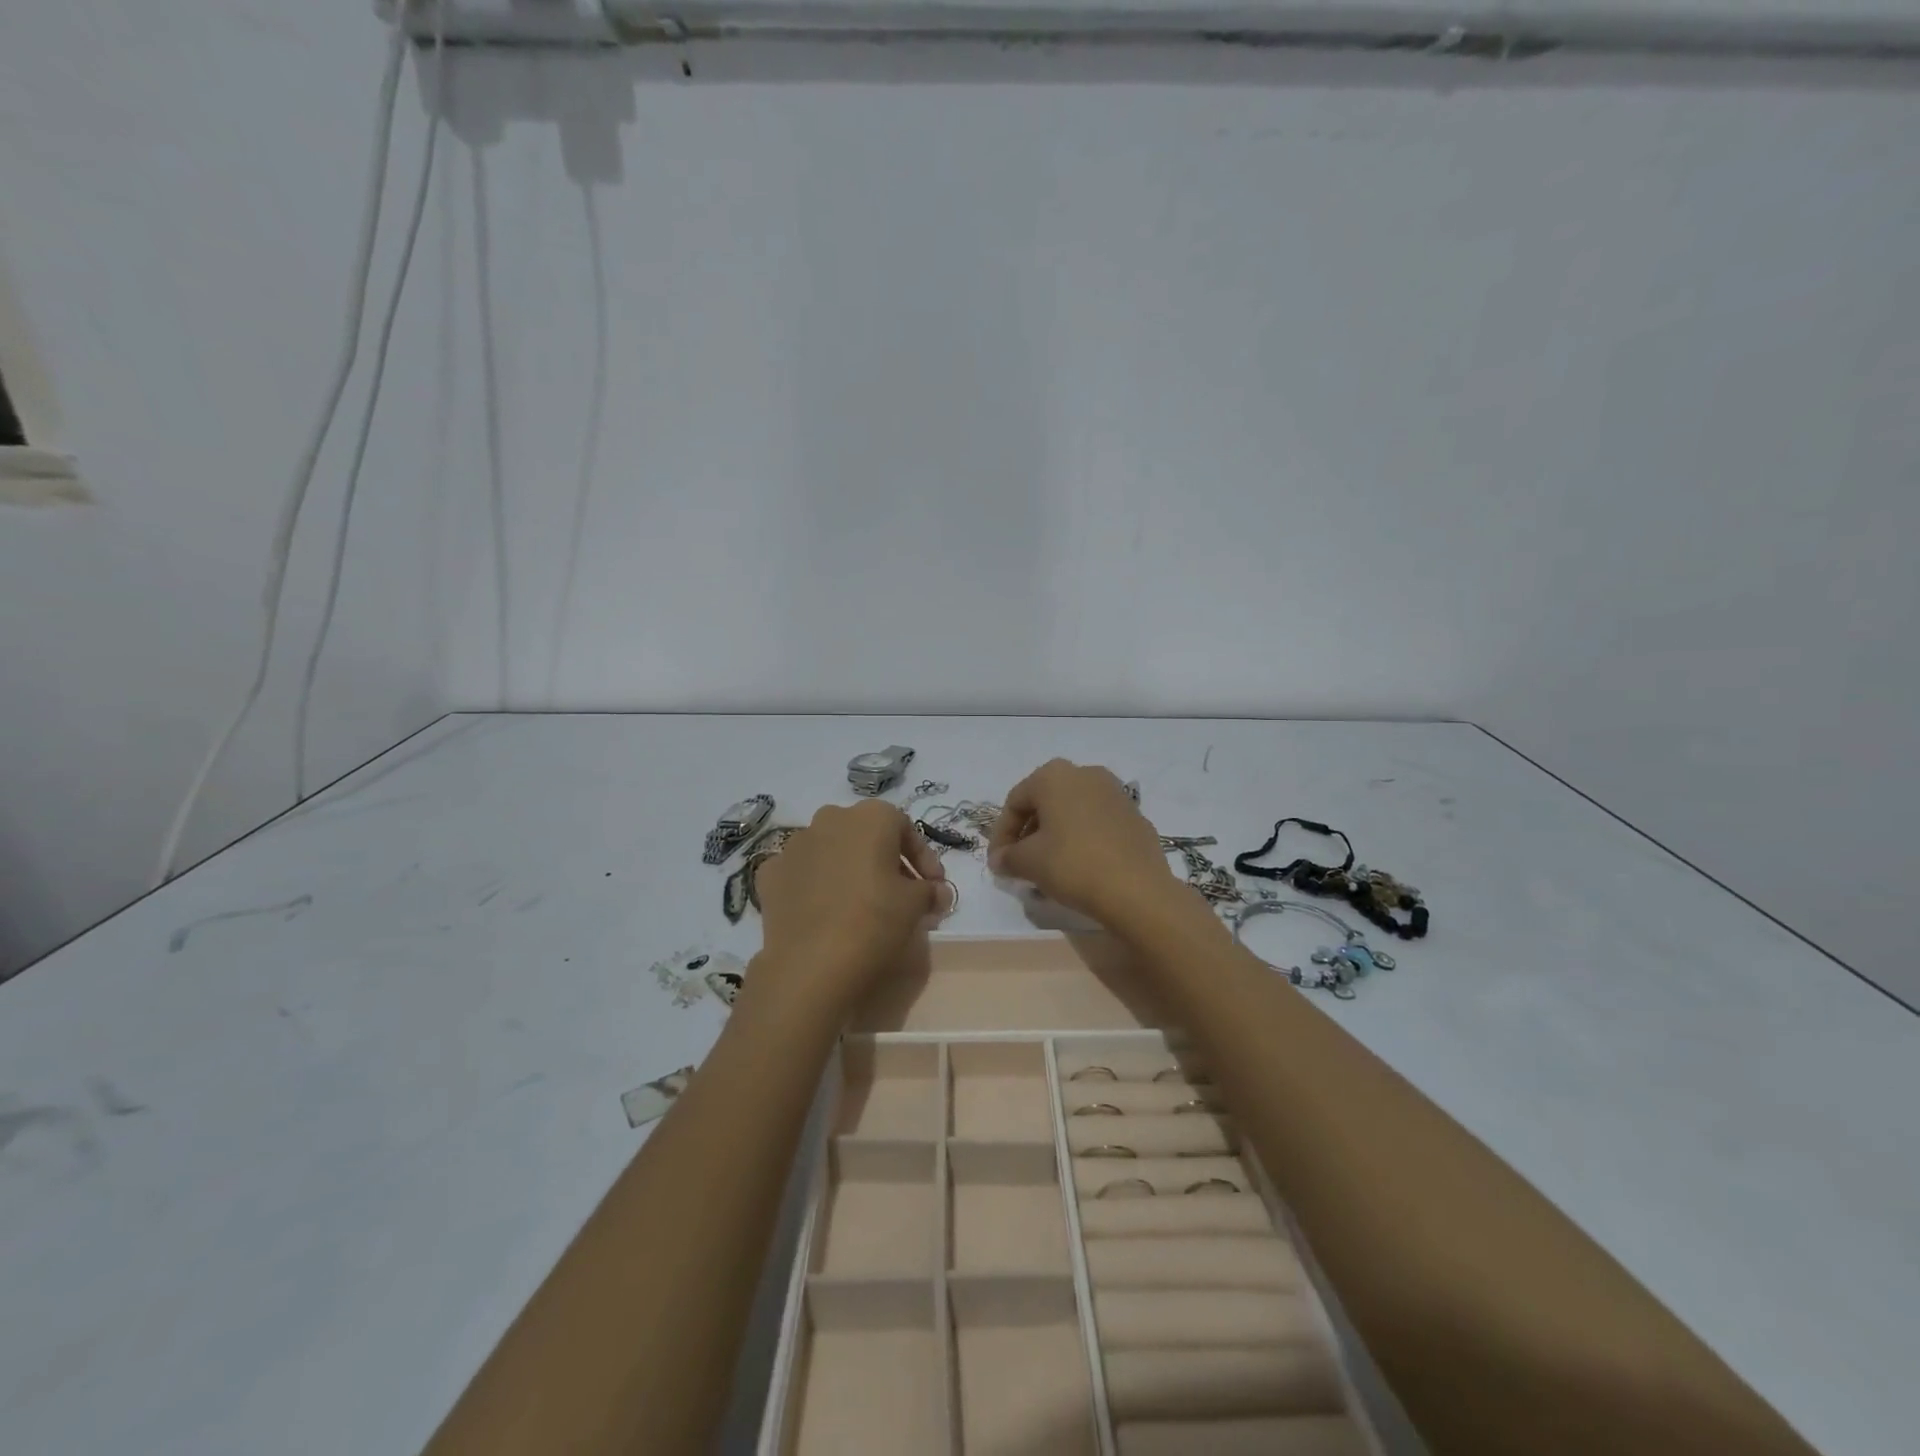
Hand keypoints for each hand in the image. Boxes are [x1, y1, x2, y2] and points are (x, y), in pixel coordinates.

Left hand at [753, 801, 950, 1017]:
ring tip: (861, 906)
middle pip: (866, 836)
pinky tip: (825, 913)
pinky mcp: (770, 874)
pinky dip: (816, 886)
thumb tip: (938, 893)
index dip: (924, 859)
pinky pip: (802, 874)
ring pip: (831, 852)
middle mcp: (830, 818)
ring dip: (850, 871)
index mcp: (870, 817)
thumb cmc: (874, 921)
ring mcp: (794, 845)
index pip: (905, 828)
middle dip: (886, 862)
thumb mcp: (916, 905)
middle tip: (901, 895)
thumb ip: (931, 891)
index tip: (934, 888)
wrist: (810, 965)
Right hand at [987, 760, 1178, 926]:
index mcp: (1054, 776)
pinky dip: (1082, 838)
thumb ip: (1008, 857)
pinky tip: (1079, 866)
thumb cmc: (1073, 865)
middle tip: (1020, 862)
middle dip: (1028, 832)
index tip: (998, 863)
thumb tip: (1000, 860)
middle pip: (1044, 802)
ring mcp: (1114, 792)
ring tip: (1048, 866)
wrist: (1138, 890)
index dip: (1001, 834)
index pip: (1015, 802)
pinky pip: (1097, 823)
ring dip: (1055, 835)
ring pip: (1072, 811)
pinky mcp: (1135, 815)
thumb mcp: (1029, 862)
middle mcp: (1085, 773)